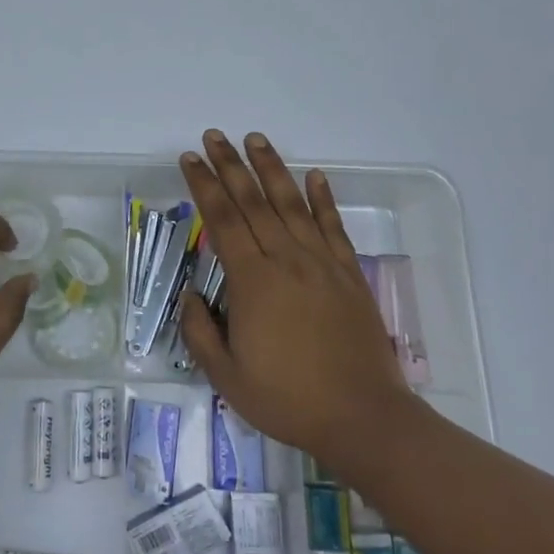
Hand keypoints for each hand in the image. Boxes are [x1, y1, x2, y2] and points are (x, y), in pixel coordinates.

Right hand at [177, 131, 418, 471]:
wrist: (363, 418)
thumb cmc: (288, 399)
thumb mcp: (226, 377)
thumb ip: (200, 332)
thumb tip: (191, 296)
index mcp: (253, 281)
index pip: (222, 220)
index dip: (204, 186)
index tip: (190, 159)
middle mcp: (286, 260)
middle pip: (253, 201)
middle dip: (230, 165)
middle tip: (214, 136)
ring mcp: (322, 264)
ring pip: (292, 204)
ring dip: (272, 169)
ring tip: (255, 140)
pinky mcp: (349, 275)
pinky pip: (333, 227)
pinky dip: (323, 198)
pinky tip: (315, 176)